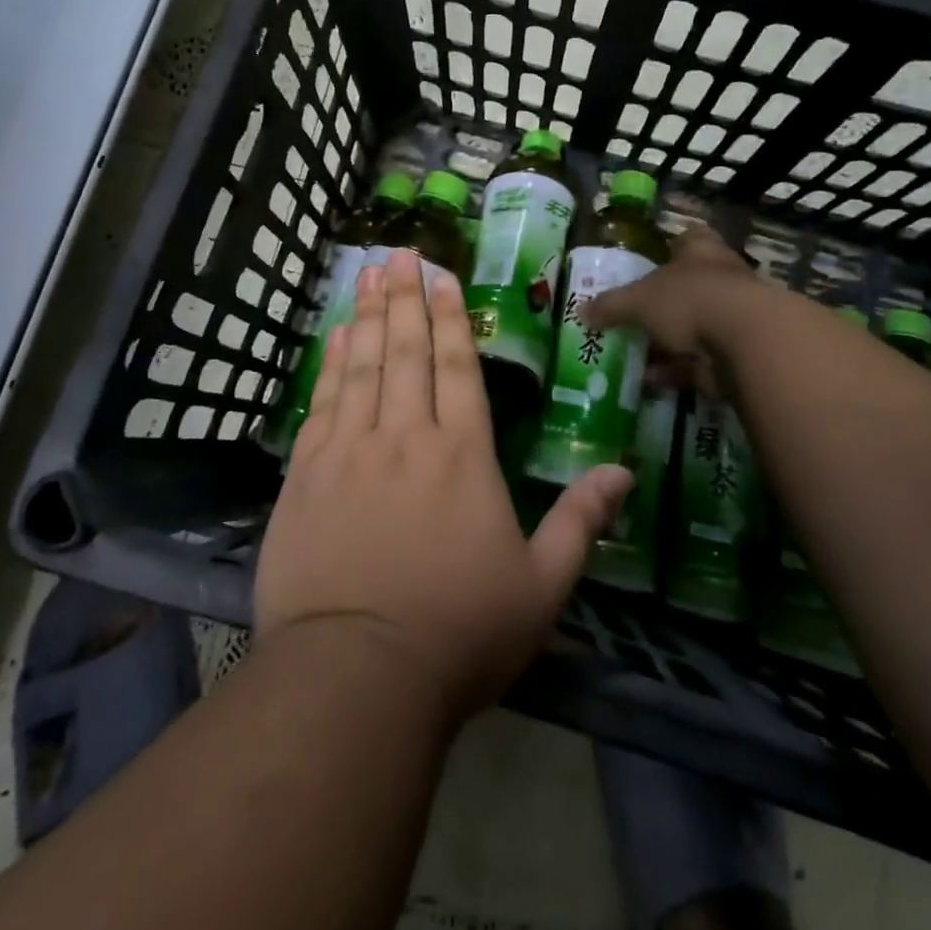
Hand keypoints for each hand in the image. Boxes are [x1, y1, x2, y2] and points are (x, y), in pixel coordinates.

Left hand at [256, 249, 633, 720]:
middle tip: (397, 254)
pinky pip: (322, 404)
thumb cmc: (459, 633)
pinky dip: (330, 365)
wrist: (356, 676)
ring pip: (362, 367)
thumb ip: (581, 521)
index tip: (441, 277)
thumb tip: (624, 471)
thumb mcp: (542, 586)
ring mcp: (350, 452)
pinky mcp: (306, 476)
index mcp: (463, 455)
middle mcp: (406, 438)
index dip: (450, 317)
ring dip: (367, 316)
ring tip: (367, 275)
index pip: (457, 367)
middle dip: (404, 298)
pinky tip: (334, 338)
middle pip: (406, 352)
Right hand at [583, 223, 758, 394]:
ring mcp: (733, 317)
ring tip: (633, 354)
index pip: (688, 238)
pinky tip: (649, 381)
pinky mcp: (737, 353)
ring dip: (667, 342)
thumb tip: (581, 311)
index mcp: (701, 251)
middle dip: (662, 303)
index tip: (650, 261)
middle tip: (631, 315)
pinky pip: (699, 360)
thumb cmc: (690, 300)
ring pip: (694, 326)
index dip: (671, 246)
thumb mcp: (639, 300)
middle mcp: (722, 278)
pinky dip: (676, 370)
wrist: (747, 343)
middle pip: (689, 285)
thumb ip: (611, 305)